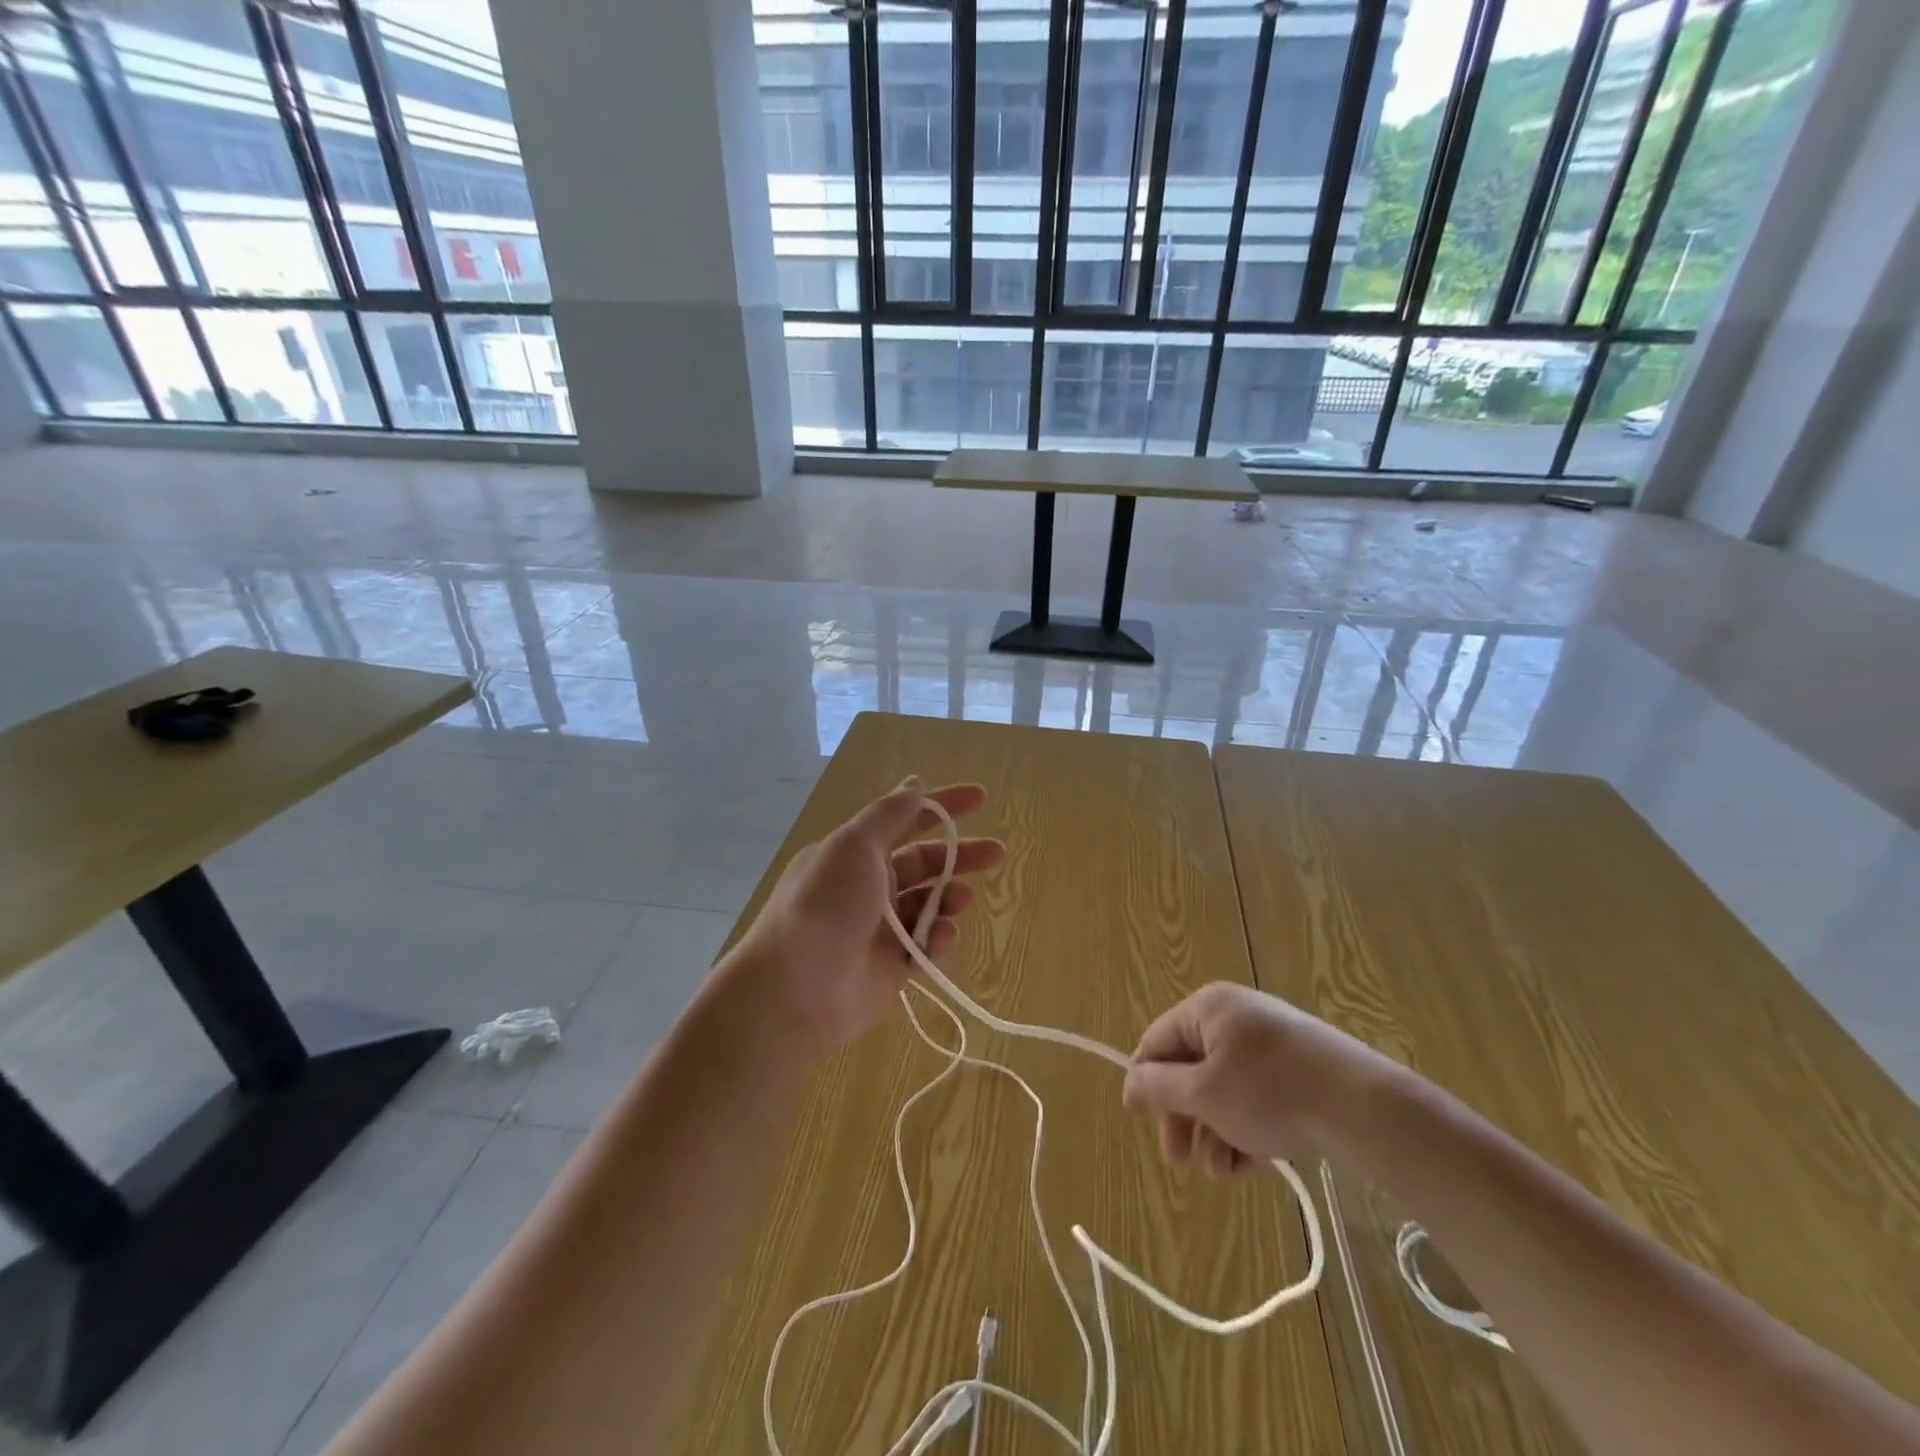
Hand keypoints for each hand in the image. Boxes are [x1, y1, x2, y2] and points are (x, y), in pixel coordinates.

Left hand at [730, 777, 1003, 1057]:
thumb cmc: (825, 905)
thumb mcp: (855, 847)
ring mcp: (882, 927)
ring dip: (950, 896)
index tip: (980, 798)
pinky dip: (939, 936)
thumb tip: (914, 783)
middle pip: (925, 862)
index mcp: (856, 852)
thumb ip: (890, 815)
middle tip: (996, 853)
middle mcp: (869, 885)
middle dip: (961, 855)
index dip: (942, 806)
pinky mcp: (893, 965)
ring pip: (930, 903)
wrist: (795, 990)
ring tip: (961, 900)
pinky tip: (942, 936)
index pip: (906, 819)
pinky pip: (927, 943)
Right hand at [1121, 982, 1388, 1175]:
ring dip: (1215, 1131)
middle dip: (1184, 1117)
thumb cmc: (1270, 1092)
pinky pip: (1256, 1095)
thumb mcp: (1204, 1093)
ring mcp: (1270, 1042)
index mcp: (1207, 1007)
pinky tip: (1250, 1164)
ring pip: (1224, 1088)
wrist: (1364, 1108)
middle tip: (1182, 1161)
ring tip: (1223, 1172)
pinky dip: (1246, 1127)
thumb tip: (1130, 1082)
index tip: (1139, 1123)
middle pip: (1191, 1067)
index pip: (1157, 1041)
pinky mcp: (1299, 1069)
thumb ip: (1159, 1087)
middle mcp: (1235, 1016)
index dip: (1144, 1082)